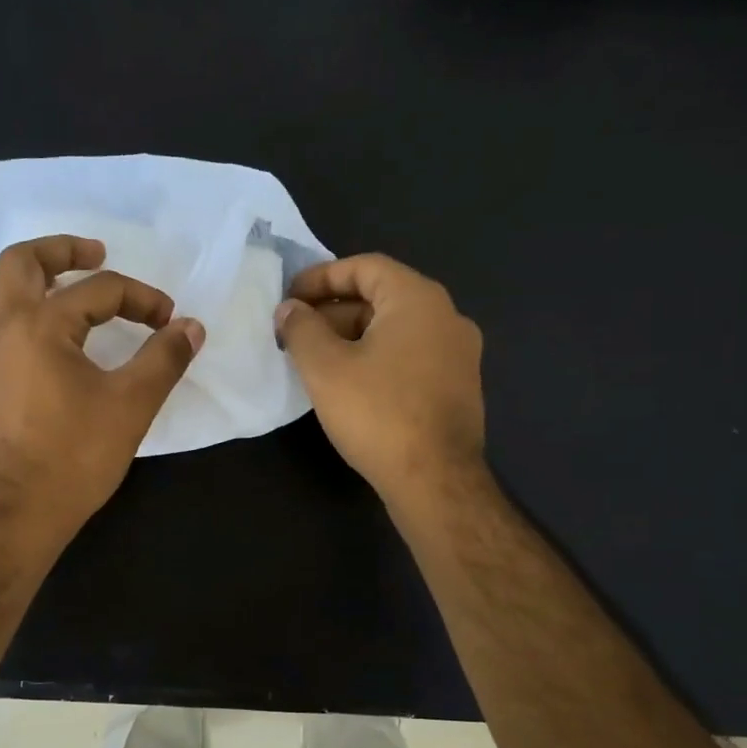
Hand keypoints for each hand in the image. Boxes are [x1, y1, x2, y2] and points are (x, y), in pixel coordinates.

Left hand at [0, 234, 204, 553]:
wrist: (20, 512)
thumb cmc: (76, 456)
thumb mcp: (132, 404)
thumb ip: (165, 358)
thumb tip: (191, 327)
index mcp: (39, 326)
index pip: (99, 291)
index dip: (141, 299)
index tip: (169, 321)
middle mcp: (1, 328)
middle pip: (21, 262)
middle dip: (63, 250)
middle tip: (96, 254)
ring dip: (23, 278)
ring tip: (56, 287)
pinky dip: (6, 313)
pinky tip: (32, 335)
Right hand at [275, 254, 485, 508]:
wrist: (435, 480)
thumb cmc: (378, 414)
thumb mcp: (325, 367)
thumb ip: (301, 328)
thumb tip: (289, 309)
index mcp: (418, 299)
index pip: (364, 267)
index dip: (320, 277)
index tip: (288, 298)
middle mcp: (447, 317)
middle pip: (380, 298)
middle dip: (332, 312)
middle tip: (295, 334)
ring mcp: (458, 354)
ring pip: (394, 330)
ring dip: (352, 338)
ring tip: (315, 362)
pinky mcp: (457, 387)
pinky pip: (410, 357)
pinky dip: (376, 359)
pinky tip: (350, 386)